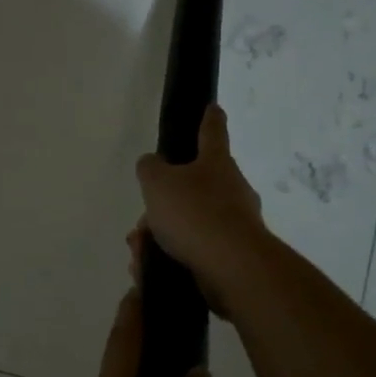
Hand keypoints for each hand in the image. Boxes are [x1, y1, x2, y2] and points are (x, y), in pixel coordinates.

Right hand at [134, 105, 269, 320]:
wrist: (232, 267)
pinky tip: (150, 269)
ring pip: (190, 222)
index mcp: (216, 163)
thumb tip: (152, 164)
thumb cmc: (194, 213)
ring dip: (162, 234)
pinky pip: (195, 250)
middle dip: (166, 202)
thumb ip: (150, 169)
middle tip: (143, 220)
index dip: (209, 118)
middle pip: (195, 186)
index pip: (212, 132)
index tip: (213, 107)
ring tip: (139, 250)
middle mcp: (232, 189)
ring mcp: (236, 223)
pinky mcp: (233, 256)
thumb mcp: (158, 183)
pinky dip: (171, 256)